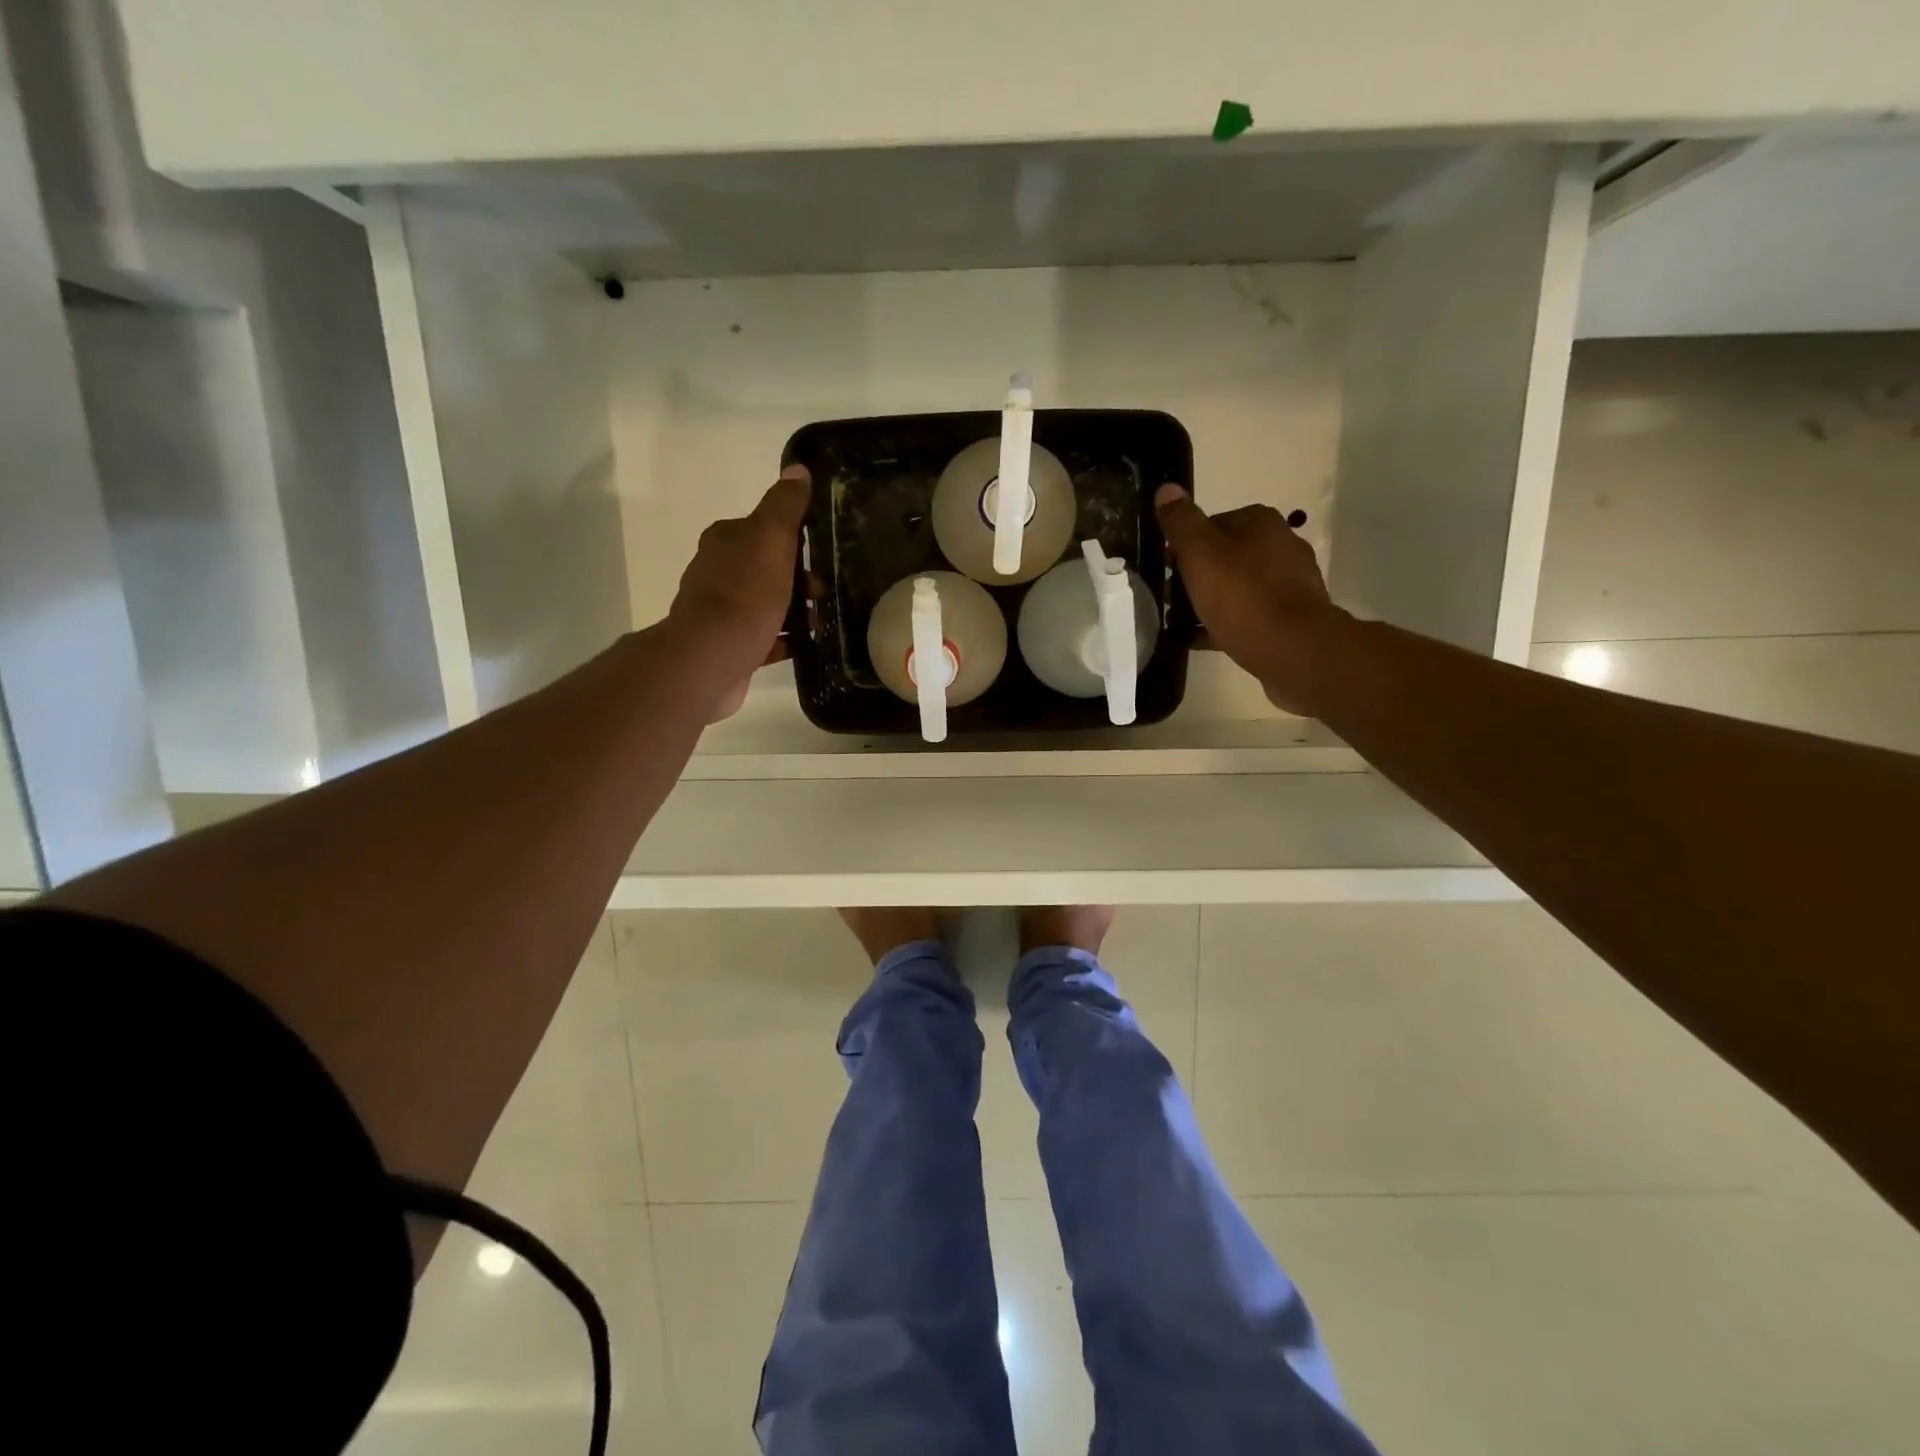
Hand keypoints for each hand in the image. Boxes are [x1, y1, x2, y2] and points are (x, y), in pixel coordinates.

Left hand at [668, 465, 809, 716]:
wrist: (711, 657)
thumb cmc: (745, 594)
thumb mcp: (771, 539)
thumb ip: (785, 505)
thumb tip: (797, 468)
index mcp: (724, 541)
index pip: (763, 530)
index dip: (795, 540)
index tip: (821, 556)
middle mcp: (716, 572)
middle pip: (766, 568)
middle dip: (798, 580)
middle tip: (823, 595)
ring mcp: (719, 612)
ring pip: (765, 604)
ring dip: (794, 611)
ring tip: (819, 624)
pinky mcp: (726, 646)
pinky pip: (762, 638)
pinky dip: (784, 640)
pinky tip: (804, 647)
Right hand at [1154, 484, 1341, 713]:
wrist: (1294, 651)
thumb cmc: (1243, 596)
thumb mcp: (1200, 554)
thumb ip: (1181, 522)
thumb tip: (1166, 489)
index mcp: (1261, 523)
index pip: (1212, 523)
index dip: (1183, 545)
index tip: (1164, 569)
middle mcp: (1281, 546)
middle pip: (1224, 556)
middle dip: (1193, 575)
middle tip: (1167, 598)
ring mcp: (1288, 585)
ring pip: (1235, 587)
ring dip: (1206, 601)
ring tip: (1177, 622)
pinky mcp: (1289, 619)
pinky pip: (1246, 616)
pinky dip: (1221, 624)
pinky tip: (1197, 640)